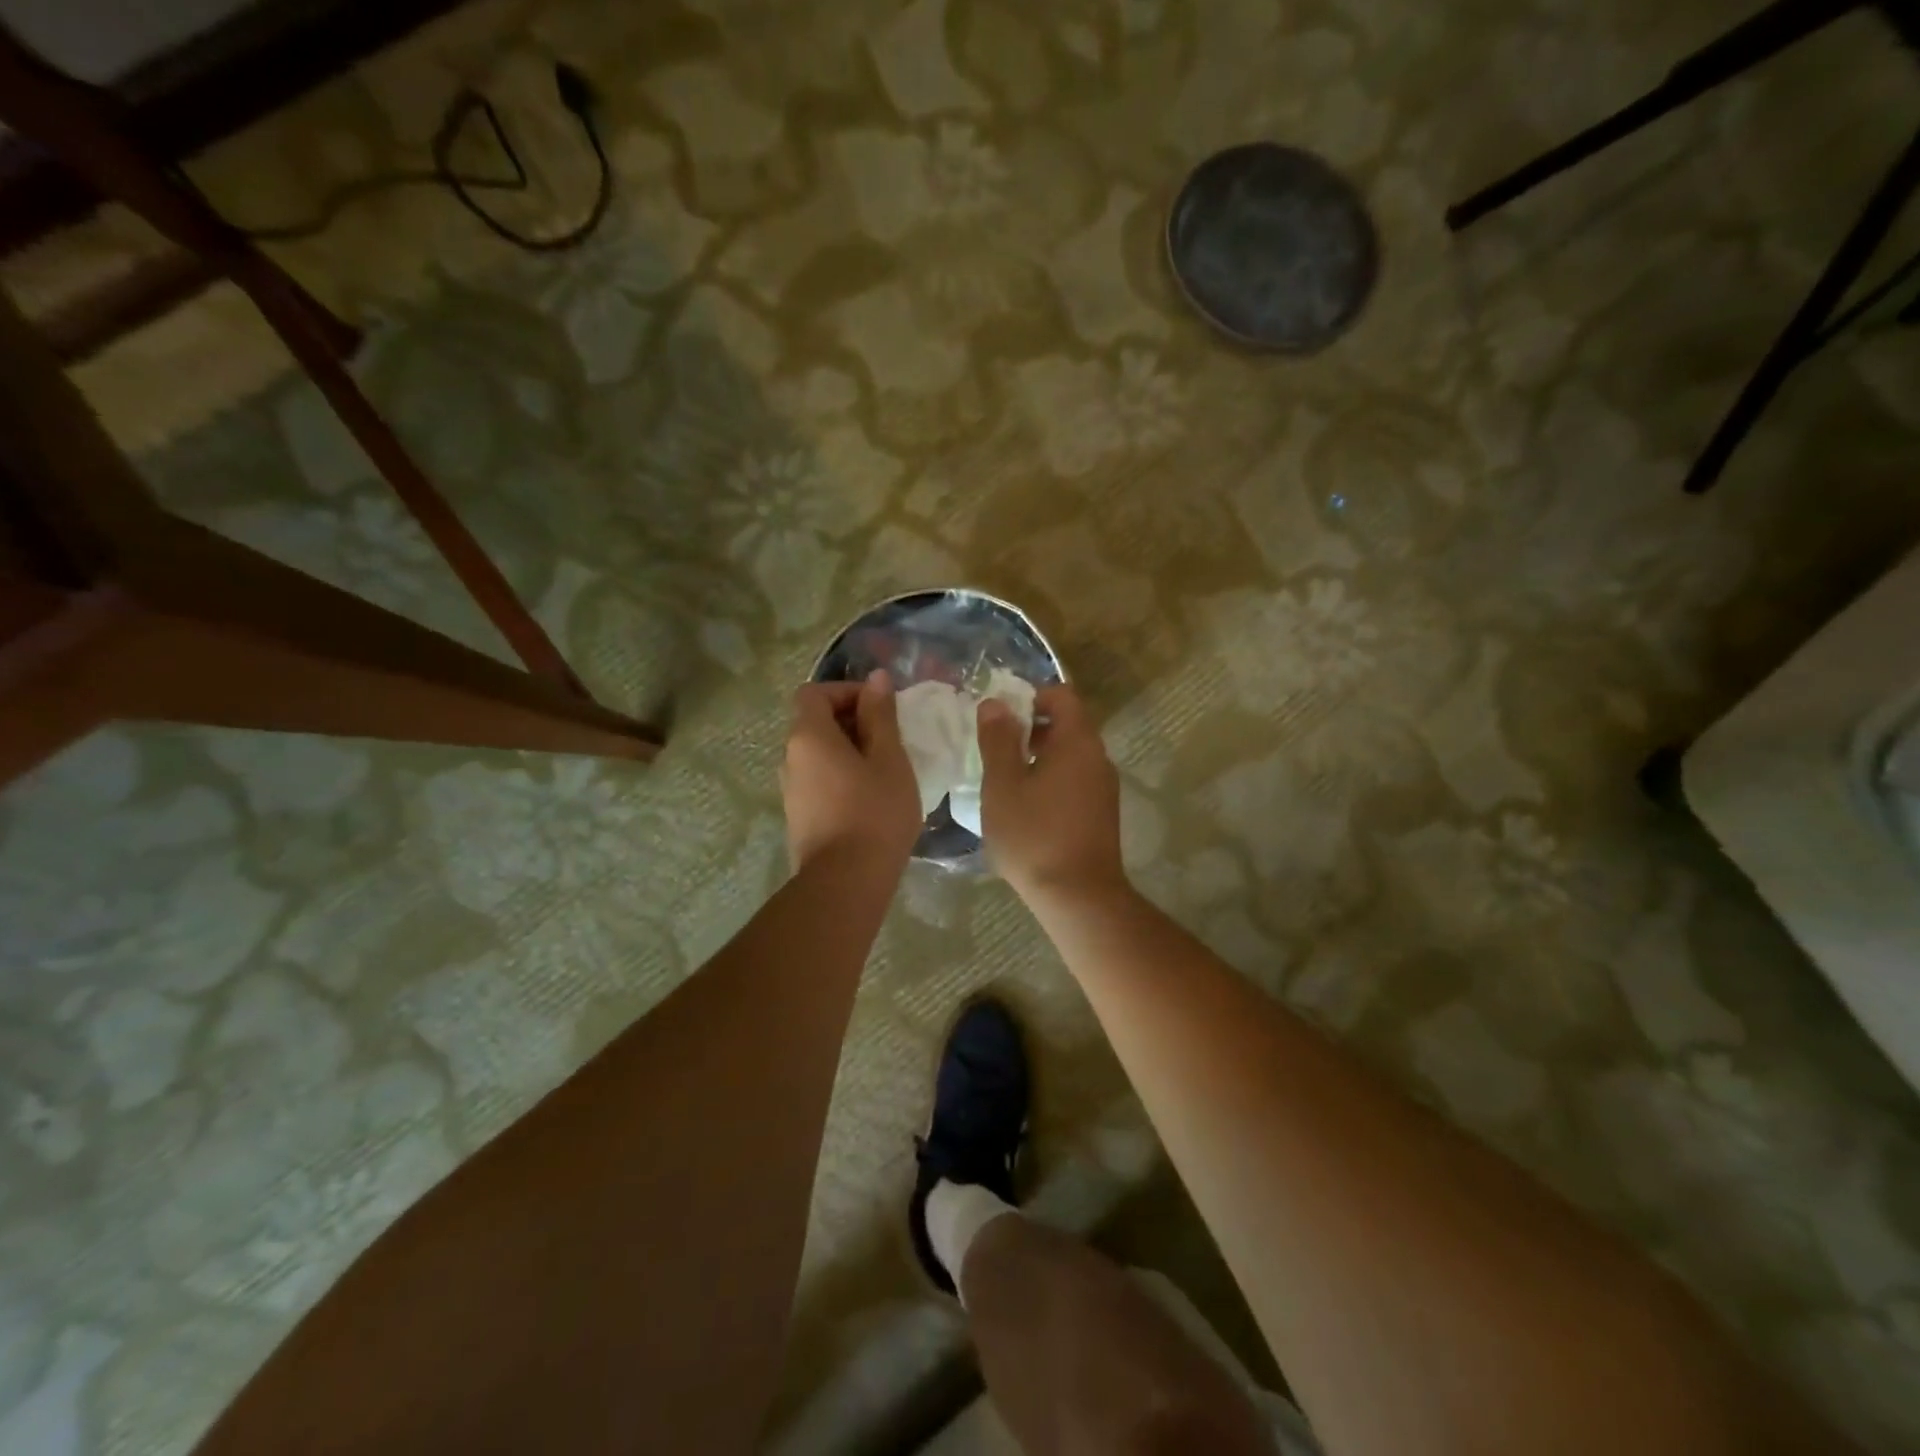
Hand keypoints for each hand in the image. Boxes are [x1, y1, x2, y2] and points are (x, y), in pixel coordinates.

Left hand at [782, 672, 922, 872]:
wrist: (846, 882)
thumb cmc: (875, 812)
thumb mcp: (889, 759)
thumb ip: (881, 715)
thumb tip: (876, 679)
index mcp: (808, 736)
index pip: (815, 692)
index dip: (847, 691)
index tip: (881, 708)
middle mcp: (790, 758)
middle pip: (814, 723)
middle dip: (853, 721)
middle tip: (891, 740)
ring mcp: (790, 790)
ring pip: (818, 755)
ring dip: (850, 751)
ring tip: (885, 770)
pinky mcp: (799, 817)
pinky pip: (819, 781)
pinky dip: (842, 777)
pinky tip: (870, 799)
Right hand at [976, 685, 1125, 901]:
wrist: (1079, 898)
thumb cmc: (1034, 836)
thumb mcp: (1003, 786)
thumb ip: (998, 740)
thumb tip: (996, 703)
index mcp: (1078, 742)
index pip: (1062, 695)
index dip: (1031, 696)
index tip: (1001, 718)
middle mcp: (1098, 758)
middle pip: (1067, 724)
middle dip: (1030, 728)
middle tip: (996, 751)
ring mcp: (1104, 787)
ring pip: (1070, 755)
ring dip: (1039, 757)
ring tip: (1006, 782)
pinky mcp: (1102, 813)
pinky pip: (1075, 780)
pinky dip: (1051, 780)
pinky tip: (1027, 809)